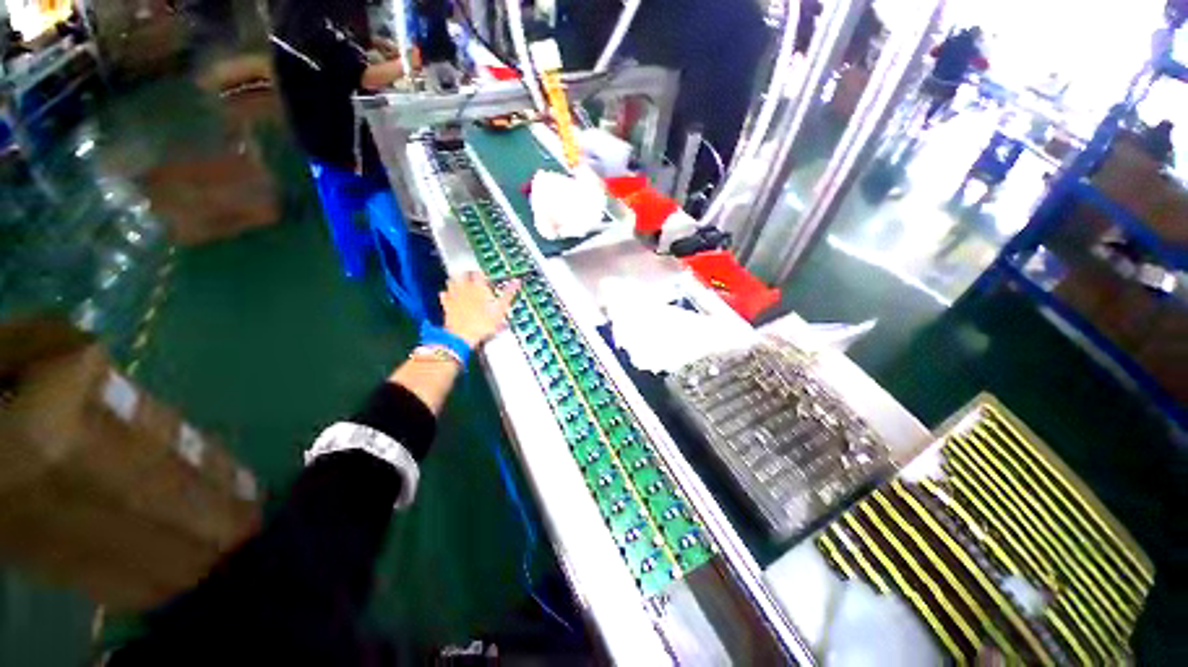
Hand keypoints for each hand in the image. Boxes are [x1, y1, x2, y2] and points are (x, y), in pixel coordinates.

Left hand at [441, 275, 519, 348]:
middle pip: (464, 274)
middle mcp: (464, 288)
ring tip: (464, 286)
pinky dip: (448, 294)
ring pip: (452, 281)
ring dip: (457, 281)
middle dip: (469, 275)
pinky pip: (444, 294)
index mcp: (478, 286)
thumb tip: (516, 282)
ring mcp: (453, 296)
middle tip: (476, 281)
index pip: (479, 273)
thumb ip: (508, 294)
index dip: (484, 275)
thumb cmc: (482, 323)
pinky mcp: (446, 305)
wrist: (463, 336)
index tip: (487, 279)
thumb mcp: (501, 309)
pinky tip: (452, 297)